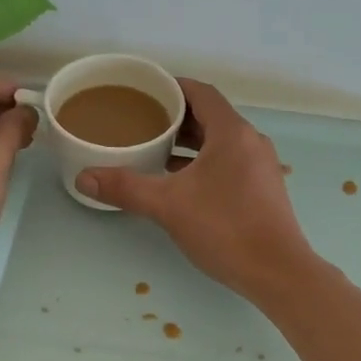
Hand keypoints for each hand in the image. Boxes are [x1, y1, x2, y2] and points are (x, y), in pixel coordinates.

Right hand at [77, 78, 314, 298]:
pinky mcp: (263, 189)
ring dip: (190, 143)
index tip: (145, 92)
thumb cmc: (225, 228)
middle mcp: (251, 142)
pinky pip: (230, 162)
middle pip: (211, 116)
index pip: (201, 93)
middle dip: (177, 117)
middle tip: (142, 122)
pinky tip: (181, 182)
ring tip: (155, 150)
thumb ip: (126, 188)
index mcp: (232, 133)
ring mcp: (261, 166)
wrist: (278, 272)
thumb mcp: (168, 206)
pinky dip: (204, 162)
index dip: (173, 87)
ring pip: (220, 142)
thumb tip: (83, 178)